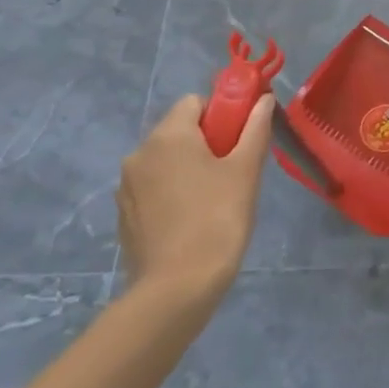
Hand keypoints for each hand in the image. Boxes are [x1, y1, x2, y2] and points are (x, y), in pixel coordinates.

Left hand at [117, 93, 273, 306]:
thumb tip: (263, 100)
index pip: (195, 101)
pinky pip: (154, 187)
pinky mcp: (124, 216)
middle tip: (235, 169)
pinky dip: (174, 192)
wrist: (177, 287)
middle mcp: (139, 154)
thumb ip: (256, 128)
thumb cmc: (218, 218)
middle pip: (179, 130)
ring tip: (216, 197)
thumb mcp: (247, 169)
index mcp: (167, 136)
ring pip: (166, 160)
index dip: (223, 112)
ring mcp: (127, 187)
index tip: (242, 138)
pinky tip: (193, 218)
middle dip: (208, 140)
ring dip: (190, 167)